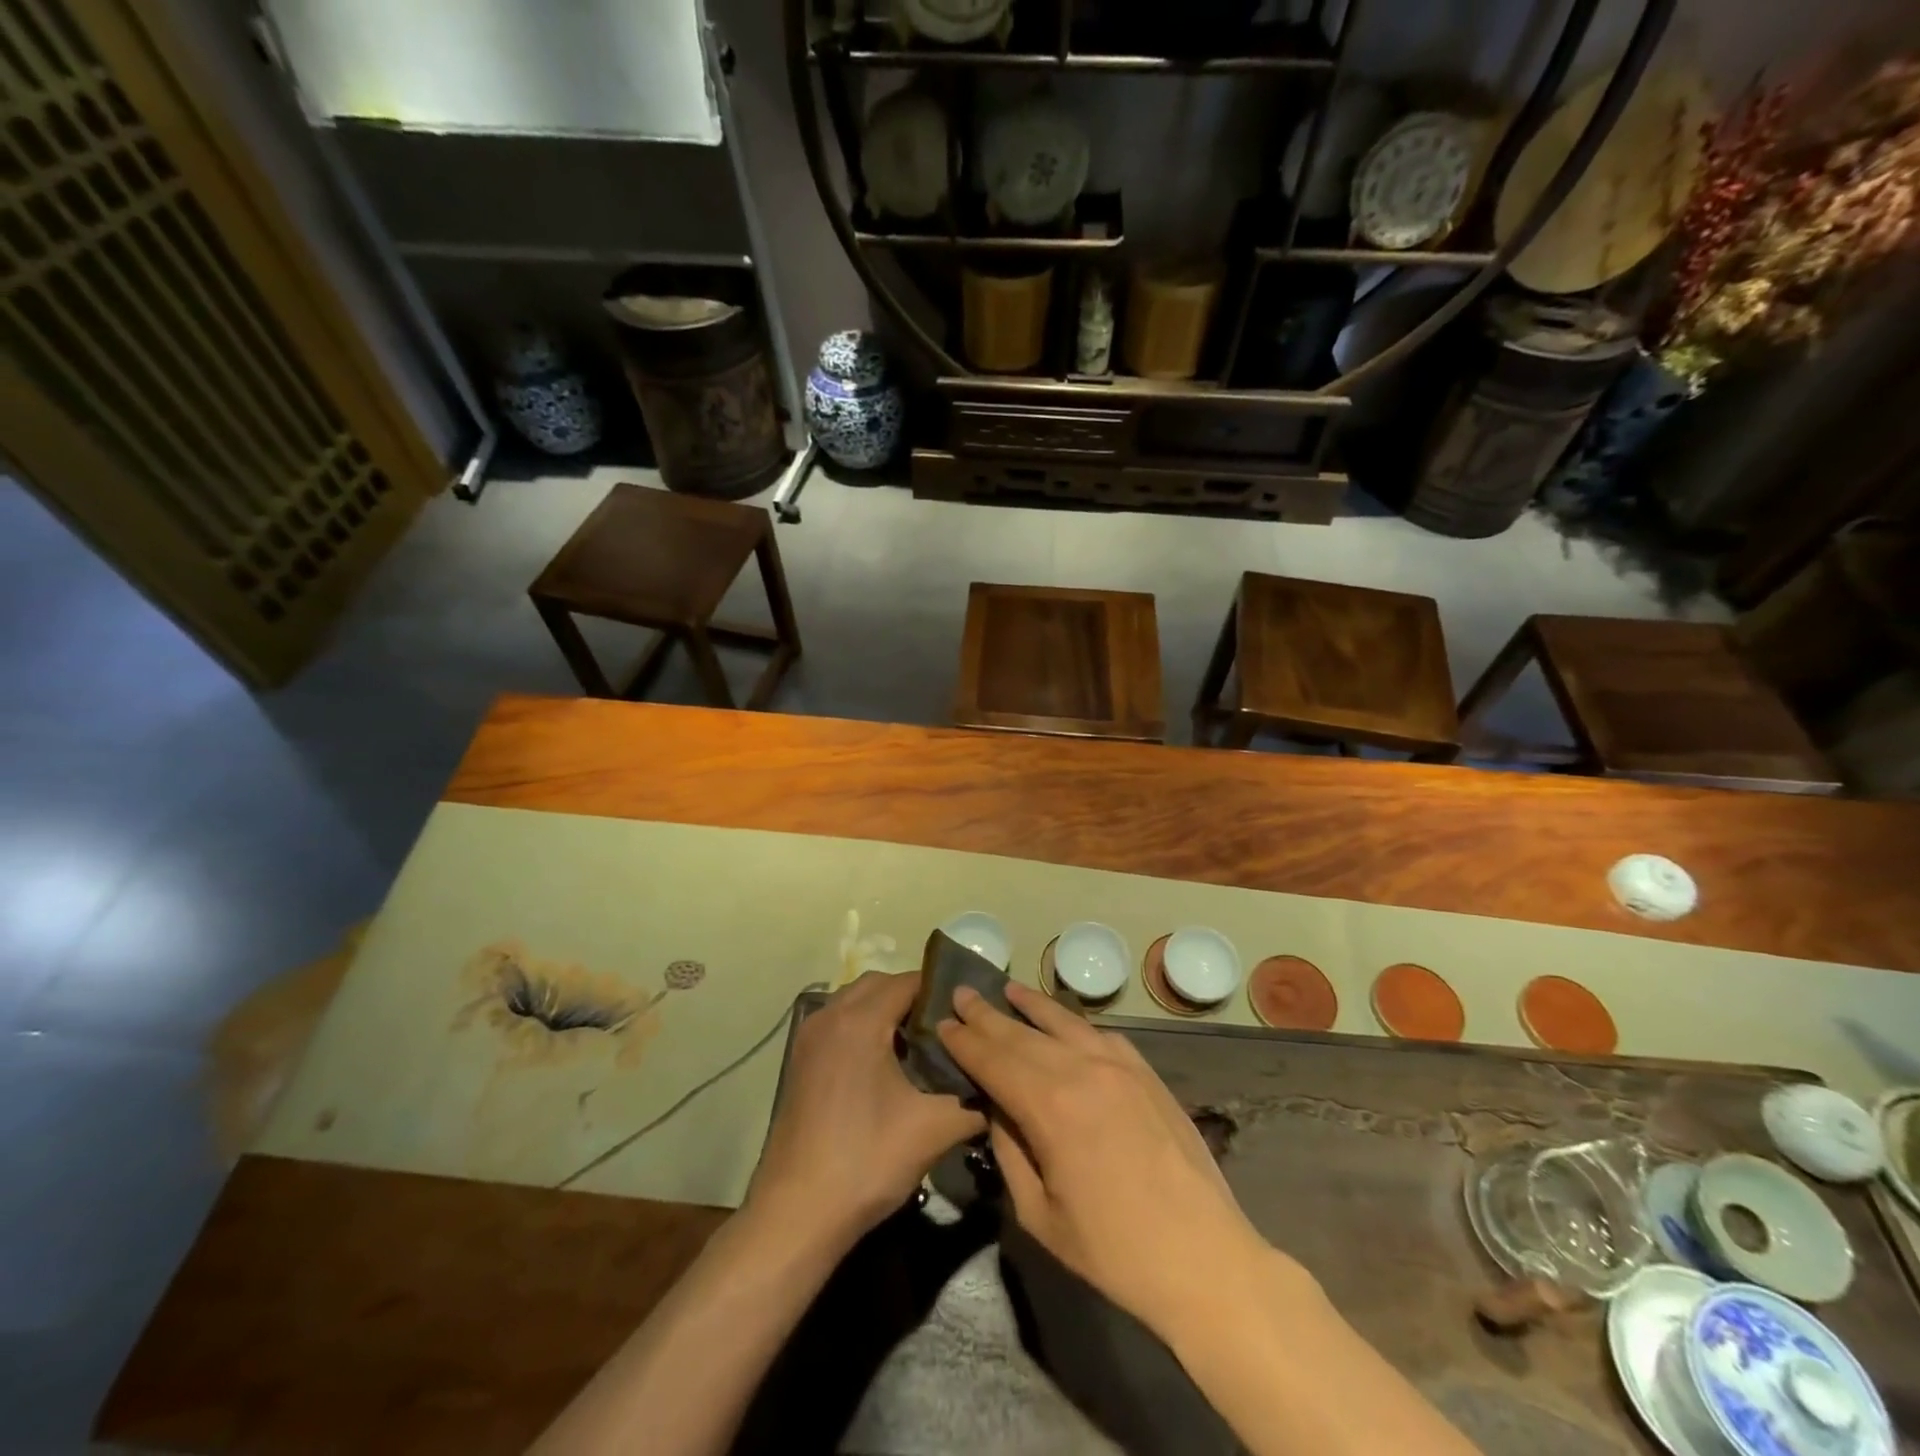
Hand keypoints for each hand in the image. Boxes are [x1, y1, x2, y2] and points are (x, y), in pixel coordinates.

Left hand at [747, 971, 983, 1242]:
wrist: (797, 1214)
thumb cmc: (866, 1161)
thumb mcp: (933, 1130)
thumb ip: (973, 1101)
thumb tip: (1001, 1088)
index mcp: (860, 1021)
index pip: (908, 982)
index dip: (941, 992)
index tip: (968, 1015)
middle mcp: (830, 1016)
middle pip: (879, 984)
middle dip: (913, 998)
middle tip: (947, 1030)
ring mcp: (809, 1038)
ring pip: (855, 1002)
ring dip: (886, 1012)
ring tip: (920, 1047)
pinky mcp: (800, 1061)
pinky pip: (839, 1023)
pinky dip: (864, 1028)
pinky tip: (887, 1067)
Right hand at [936, 981, 1280, 1336]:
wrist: (1202, 1256)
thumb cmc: (1113, 1250)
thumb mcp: (1039, 1214)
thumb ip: (1010, 1152)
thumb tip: (996, 1108)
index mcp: (1050, 1108)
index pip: (994, 1060)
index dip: (964, 1041)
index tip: (942, 1022)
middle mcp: (1082, 1070)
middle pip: (1022, 1034)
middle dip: (987, 1015)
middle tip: (962, 993)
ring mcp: (1119, 1065)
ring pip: (1063, 1022)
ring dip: (1030, 1005)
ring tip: (1006, 988)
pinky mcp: (1145, 1072)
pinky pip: (1100, 1034)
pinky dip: (1073, 1022)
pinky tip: (1062, 1020)